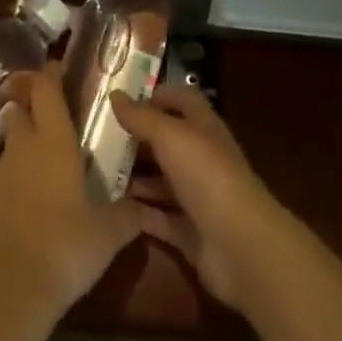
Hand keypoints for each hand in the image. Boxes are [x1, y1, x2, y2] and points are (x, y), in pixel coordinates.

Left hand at [0, 61, 142, 320]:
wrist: (11, 291)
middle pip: (19, 112)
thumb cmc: (67, 248)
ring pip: (5, 151)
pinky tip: (16, 217)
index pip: (47, 90)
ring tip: (35, 180)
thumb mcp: (108, 235)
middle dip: (29, 112)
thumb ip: (127, 216)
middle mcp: (21, 148)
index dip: (50, 75)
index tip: (55, 67)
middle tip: (46, 126)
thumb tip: (144, 208)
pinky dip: (4, 193)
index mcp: (54, 142)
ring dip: (18, 156)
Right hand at [111, 83, 286, 312]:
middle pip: (168, 142)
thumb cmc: (206, 174)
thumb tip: (114, 95)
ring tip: (100, 174)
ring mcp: (198, 197)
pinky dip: (140, 213)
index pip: (182, 100)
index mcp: (203, 127)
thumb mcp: (170, 136)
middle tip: (102, 140)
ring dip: (136, 178)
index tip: (124, 102)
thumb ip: (141, 117)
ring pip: (162, 181)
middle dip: (139, 140)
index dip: (157, 96)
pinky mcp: (191, 233)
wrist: (240, 245)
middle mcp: (202, 158)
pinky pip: (160, 218)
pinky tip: (112, 209)